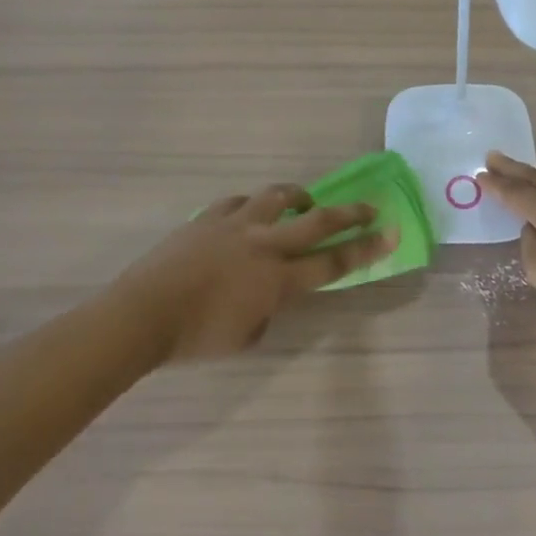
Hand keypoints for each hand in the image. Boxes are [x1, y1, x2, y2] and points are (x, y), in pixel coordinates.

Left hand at [114, 185, 396, 362]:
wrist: (143, 314)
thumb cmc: (196, 338)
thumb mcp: (246, 337)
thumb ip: (268, 310)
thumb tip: (268, 294)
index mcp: (278, 280)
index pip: (333, 263)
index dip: (367, 249)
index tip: (392, 232)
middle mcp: (264, 245)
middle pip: (317, 222)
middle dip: (350, 213)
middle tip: (370, 206)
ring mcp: (235, 225)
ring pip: (277, 197)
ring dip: (298, 197)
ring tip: (304, 202)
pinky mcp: (208, 217)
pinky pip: (238, 202)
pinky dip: (252, 206)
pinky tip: (250, 213)